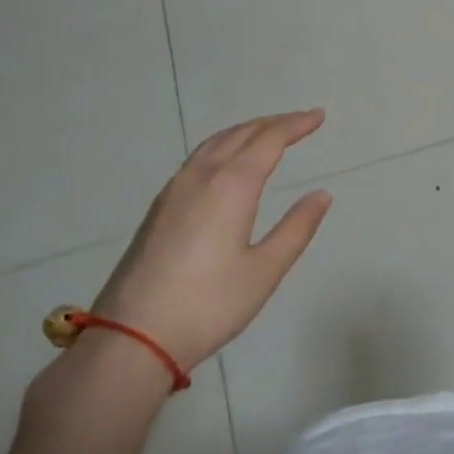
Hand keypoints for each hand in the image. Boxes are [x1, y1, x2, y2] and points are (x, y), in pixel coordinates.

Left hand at [90, 110, 332, 371]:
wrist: (131, 337)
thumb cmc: (208, 304)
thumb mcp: (264, 270)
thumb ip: (296, 228)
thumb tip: (321, 195)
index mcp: (231, 185)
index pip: (269, 139)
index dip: (296, 124)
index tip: (319, 116)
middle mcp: (201, 176)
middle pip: (241, 134)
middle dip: (273, 123)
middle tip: (301, 121)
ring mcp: (174, 190)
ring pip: (214, 143)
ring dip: (245, 131)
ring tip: (268, 134)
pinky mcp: (159, 207)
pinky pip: (198, 158)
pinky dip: (223, 147)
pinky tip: (227, 163)